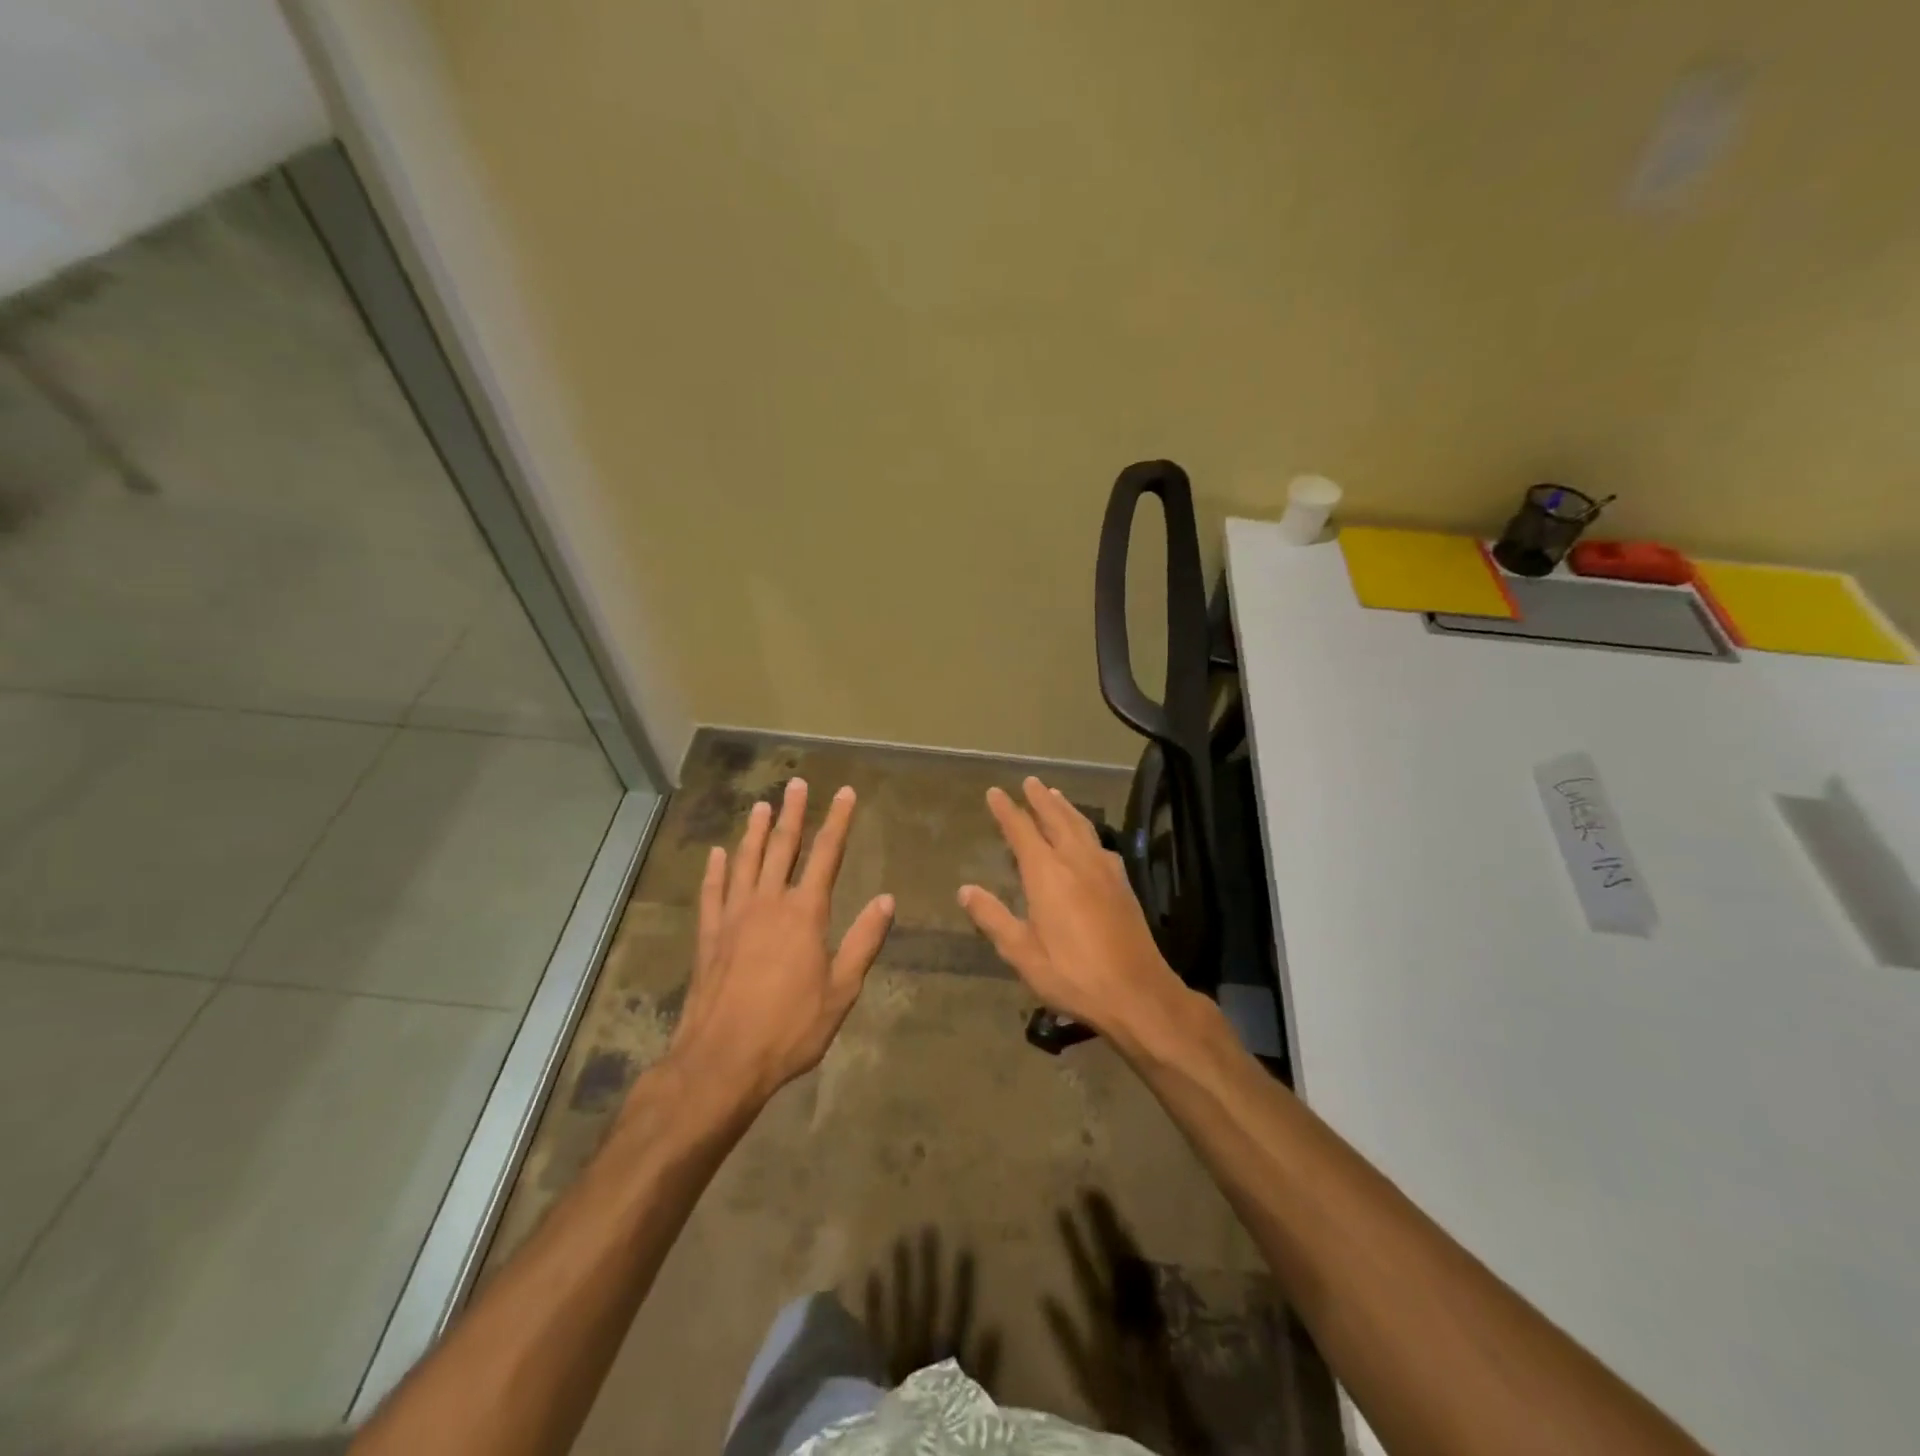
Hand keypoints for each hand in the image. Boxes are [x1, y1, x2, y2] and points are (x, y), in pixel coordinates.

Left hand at [665, 778, 894, 1104]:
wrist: (722, 1060)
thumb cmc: (790, 1028)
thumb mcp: (841, 990)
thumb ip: (863, 941)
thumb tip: (886, 900)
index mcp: (805, 913)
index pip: (826, 855)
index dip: (838, 821)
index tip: (845, 793)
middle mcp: (768, 903)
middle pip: (783, 847)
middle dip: (793, 813)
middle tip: (797, 784)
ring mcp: (733, 917)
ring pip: (746, 861)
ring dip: (755, 832)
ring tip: (761, 805)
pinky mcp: (709, 936)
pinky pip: (712, 892)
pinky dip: (716, 870)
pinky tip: (718, 854)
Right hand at [957, 777, 1189, 1045]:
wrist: (1136, 993)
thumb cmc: (1072, 974)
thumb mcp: (1021, 952)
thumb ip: (993, 918)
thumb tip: (965, 890)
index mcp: (1047, 874)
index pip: (1022, 831)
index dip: (1007, 811)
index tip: (995, 792)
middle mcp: (1076, 861)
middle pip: (1057, 819)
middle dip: (1041, 799)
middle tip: (1031, 781)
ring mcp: (1104, 871)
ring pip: (1082, 827)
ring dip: (1067, 809)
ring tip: (1057, 796)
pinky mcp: (1123, 885)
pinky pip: (1100, 844)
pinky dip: (1088, 831)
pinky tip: (1089, 839)